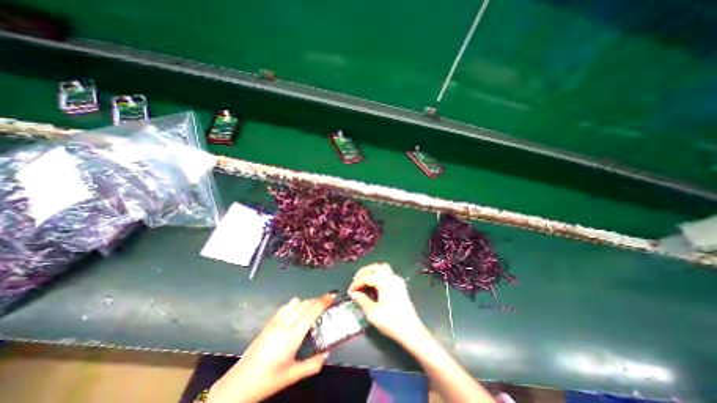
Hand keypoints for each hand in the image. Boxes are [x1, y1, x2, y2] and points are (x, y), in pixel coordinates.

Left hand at [208, 293, 337, 402]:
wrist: (239, 383)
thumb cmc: (268, 380)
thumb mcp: (293, 375)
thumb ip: (313, 364)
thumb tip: (327, 353)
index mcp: (293, 335)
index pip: (312, 311)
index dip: (323, 301)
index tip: (332, 295)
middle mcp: (285, 323)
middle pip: (305, 303)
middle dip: (317, 300)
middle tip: (326, 303)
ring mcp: (276, 321)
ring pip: (296, 302)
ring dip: (307, 302)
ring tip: (313, 308)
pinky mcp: (269, 322)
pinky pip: (286, 306)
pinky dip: (296, 304)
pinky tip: (297, 312)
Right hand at [350, 263, 424, 343]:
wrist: (411, 331)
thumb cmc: (391, 321)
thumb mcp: (372, 313)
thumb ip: (362, 300)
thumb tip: (354, 294)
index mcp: (384, 282)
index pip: (367, 277)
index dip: (357, 283)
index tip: (350, 291)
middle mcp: (391, 277)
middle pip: (375, 267)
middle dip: (364, 273)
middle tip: (355, 281)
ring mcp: (397, 280)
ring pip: (382, 268)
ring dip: (372, 272)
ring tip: (364, 281)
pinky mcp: (400, 285)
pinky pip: (387, 273)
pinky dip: (378, 275)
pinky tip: (374, 285)